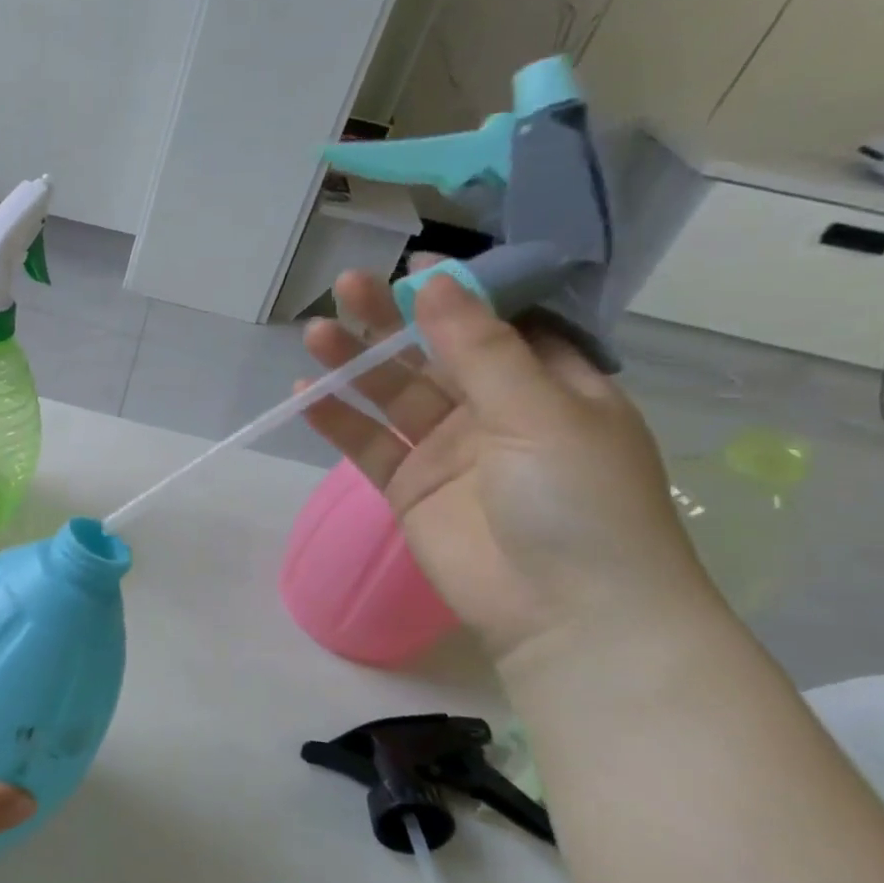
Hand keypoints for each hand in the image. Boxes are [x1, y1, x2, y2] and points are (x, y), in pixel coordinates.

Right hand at [301, 265, 720, 678]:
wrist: (567, 615)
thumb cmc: (578, 501)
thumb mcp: (539, 411)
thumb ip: (479, 347)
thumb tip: (436, 280)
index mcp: (550, 385)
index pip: (497, 324)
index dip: (456, 293)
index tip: (411, 266)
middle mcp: (497, 411)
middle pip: (434, 353)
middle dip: (391, 320)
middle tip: (346, 286)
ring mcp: (448, 451)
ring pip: (392, 395)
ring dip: (354, 365)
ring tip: (314, 333)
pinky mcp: (409, 487)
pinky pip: (368, 444)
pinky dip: (337, 421)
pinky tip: (306, 396)